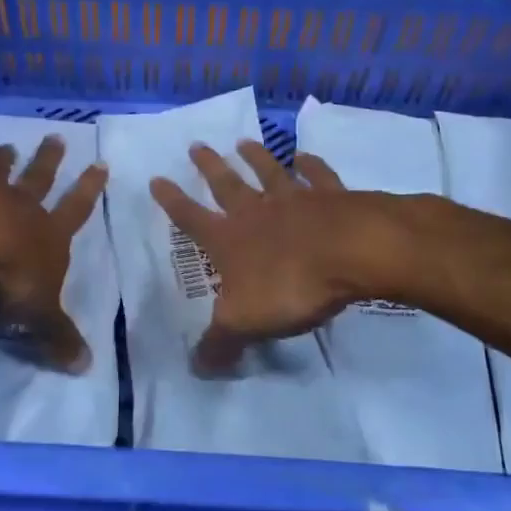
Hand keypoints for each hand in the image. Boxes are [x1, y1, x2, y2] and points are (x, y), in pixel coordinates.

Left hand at [0, 135, 106, 373]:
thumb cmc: (9, 273)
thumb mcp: (38, 313)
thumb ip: (57, 336)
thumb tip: (86, 367)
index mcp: (48, 233)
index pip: (75, 210)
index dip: (89, 190)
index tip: (100, 164)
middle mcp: (21, 207)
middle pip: (40, 178)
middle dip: (50, 160)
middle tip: (55, 138)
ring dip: (5, 160)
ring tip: (7, 146)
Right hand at [150, 141, 368, 373]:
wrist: (354, 252)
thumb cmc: (293, 286)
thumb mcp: (246, 323)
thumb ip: (220, 343)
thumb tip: (195, 367)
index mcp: (230, 240)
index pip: (191, 218)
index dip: (172, 201)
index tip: (156, 178)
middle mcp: (257, 212)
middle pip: (227, 184)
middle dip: (209, 166)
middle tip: (196, 146)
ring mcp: (295, 199)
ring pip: (269, 172)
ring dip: (255, 157)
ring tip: (244, 142)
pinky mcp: (332, 196)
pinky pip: (317, 175)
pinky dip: (310, 164)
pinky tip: (305, 156)